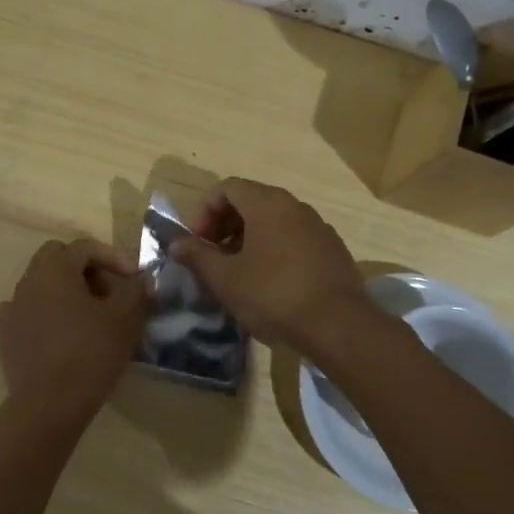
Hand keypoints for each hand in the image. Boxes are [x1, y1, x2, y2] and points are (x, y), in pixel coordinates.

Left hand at [0, 237, 148, 426]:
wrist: (49, 404)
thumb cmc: (90, 354)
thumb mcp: (125, 319)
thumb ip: (136, 290)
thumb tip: (142, 280)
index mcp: (55, 268)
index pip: (85, 247)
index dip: (114, 257)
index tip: (135, 278)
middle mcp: (28, 280)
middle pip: (58, 258)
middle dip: (85, 268)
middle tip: (109, 291)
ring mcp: (12, 307)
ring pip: (42, 284)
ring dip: (66, 291)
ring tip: (89, 315)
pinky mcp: (5, 334)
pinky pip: (28, 310)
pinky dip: (46, 313)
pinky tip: (61, 332)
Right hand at [170, 179, 375, 351]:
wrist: (338, 325)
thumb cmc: (273, 294)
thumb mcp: (225, 278)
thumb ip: (196, 255)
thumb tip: (175, 243)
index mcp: (267, 203)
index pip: (227, 188)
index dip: (204, 211)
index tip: (198, 242)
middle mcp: (295, 206)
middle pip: (251, 201)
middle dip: (225, 225)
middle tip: (213, 256)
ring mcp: (318, 227)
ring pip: (274, 221)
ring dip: (249, 238)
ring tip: (239, 272)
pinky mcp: (332, 250)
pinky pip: (294, 238)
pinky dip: (275, 250)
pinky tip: (270, 283)